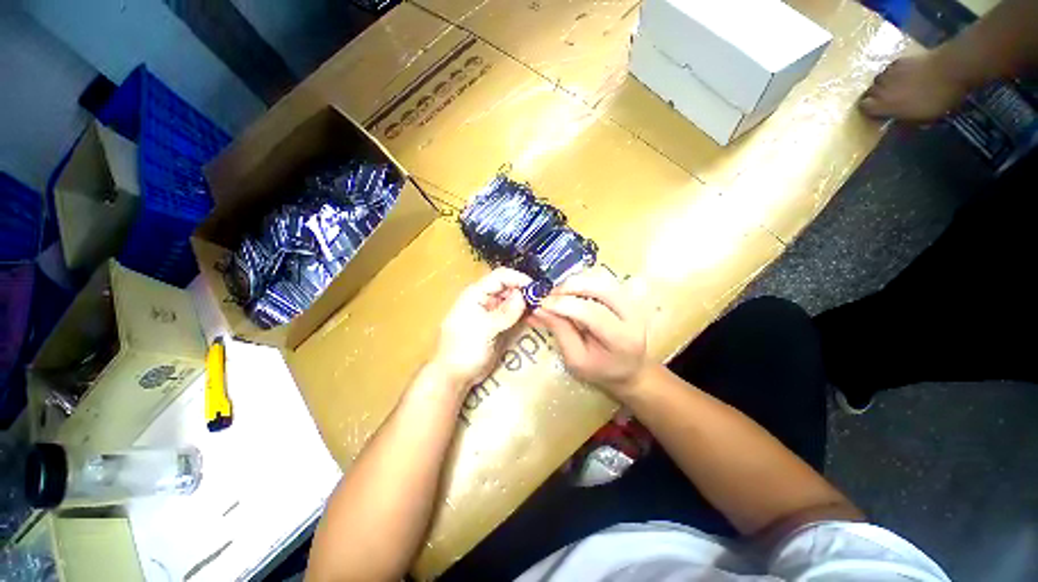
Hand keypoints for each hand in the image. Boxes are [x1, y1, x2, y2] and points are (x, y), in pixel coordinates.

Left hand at [431, 267, 531, 389]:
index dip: (519, 279)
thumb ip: (504, 313)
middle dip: (524, 291)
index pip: (501, 276)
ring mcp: (491, 312)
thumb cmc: (464, 350)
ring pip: (512, 299)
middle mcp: (485, 298)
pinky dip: (523, 313)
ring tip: (540, 308)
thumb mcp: (484, 330)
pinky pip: (513, 313)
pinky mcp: (497, 324)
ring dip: (525, 302)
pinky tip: (533, 317)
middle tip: (542, 300)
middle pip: (508, 286)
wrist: (455, 376)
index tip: (536, 288)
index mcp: (476, 293)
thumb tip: (524, 296)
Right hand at [530, 268, 647, 399]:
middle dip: (570, 287)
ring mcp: (632, 300)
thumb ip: (560, 332)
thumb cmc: (601, 369)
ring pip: (601, 278)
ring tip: (557, 294)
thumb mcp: (576, 359)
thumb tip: (538, 309)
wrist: (629, 367)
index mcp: (622, 338)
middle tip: (548, 295)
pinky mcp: (626, 294)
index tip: (541, 304)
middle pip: (601, 287)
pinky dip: (582, 281)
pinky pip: (602, 279)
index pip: (593, 313)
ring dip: (575, 282)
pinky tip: (570, 292)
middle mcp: (632, 314)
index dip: (565, 304)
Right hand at [859, 52, 969, 122]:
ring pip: (877, 80)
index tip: (875, 114)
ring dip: (882, 85)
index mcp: (884, 104)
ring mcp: (891, 72)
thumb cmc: (938, 98)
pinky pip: (890, 69)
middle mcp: (882, 88)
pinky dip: (892, 73)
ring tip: (891, 88)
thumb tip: (894, 123)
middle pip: (869, 93)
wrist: (951, 68)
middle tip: (883, 101)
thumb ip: (905, 120)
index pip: (864, 108)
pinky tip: (901, 76)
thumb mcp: (923, 118)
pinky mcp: (901, 60)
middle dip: (873, 97)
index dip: (868, 111)